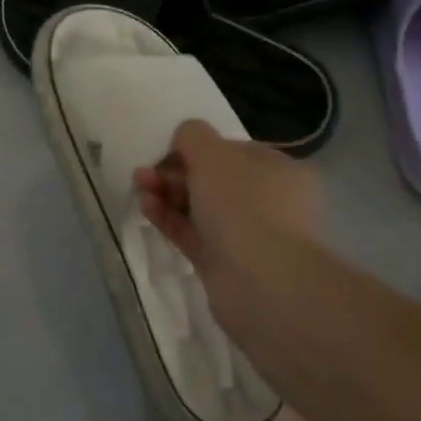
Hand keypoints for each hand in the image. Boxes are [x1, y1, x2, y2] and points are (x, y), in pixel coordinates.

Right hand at [134, 119, 321, 331]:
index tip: (168, 149)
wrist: (262, 284)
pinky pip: (193, 234)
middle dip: (177, 171)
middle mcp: (270, 202)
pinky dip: (169, 219)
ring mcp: (248, 236)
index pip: (235, 151)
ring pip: (201, 208)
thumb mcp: (214, 154)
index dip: (199, 147)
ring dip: (168, 194)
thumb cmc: (244, 205)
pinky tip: (146, 207)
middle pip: (215, 180)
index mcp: (280, 171)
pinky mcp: (225, 264)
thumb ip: (193, 136)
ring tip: (140, 186)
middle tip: (146, 170)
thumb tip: (185, 137)